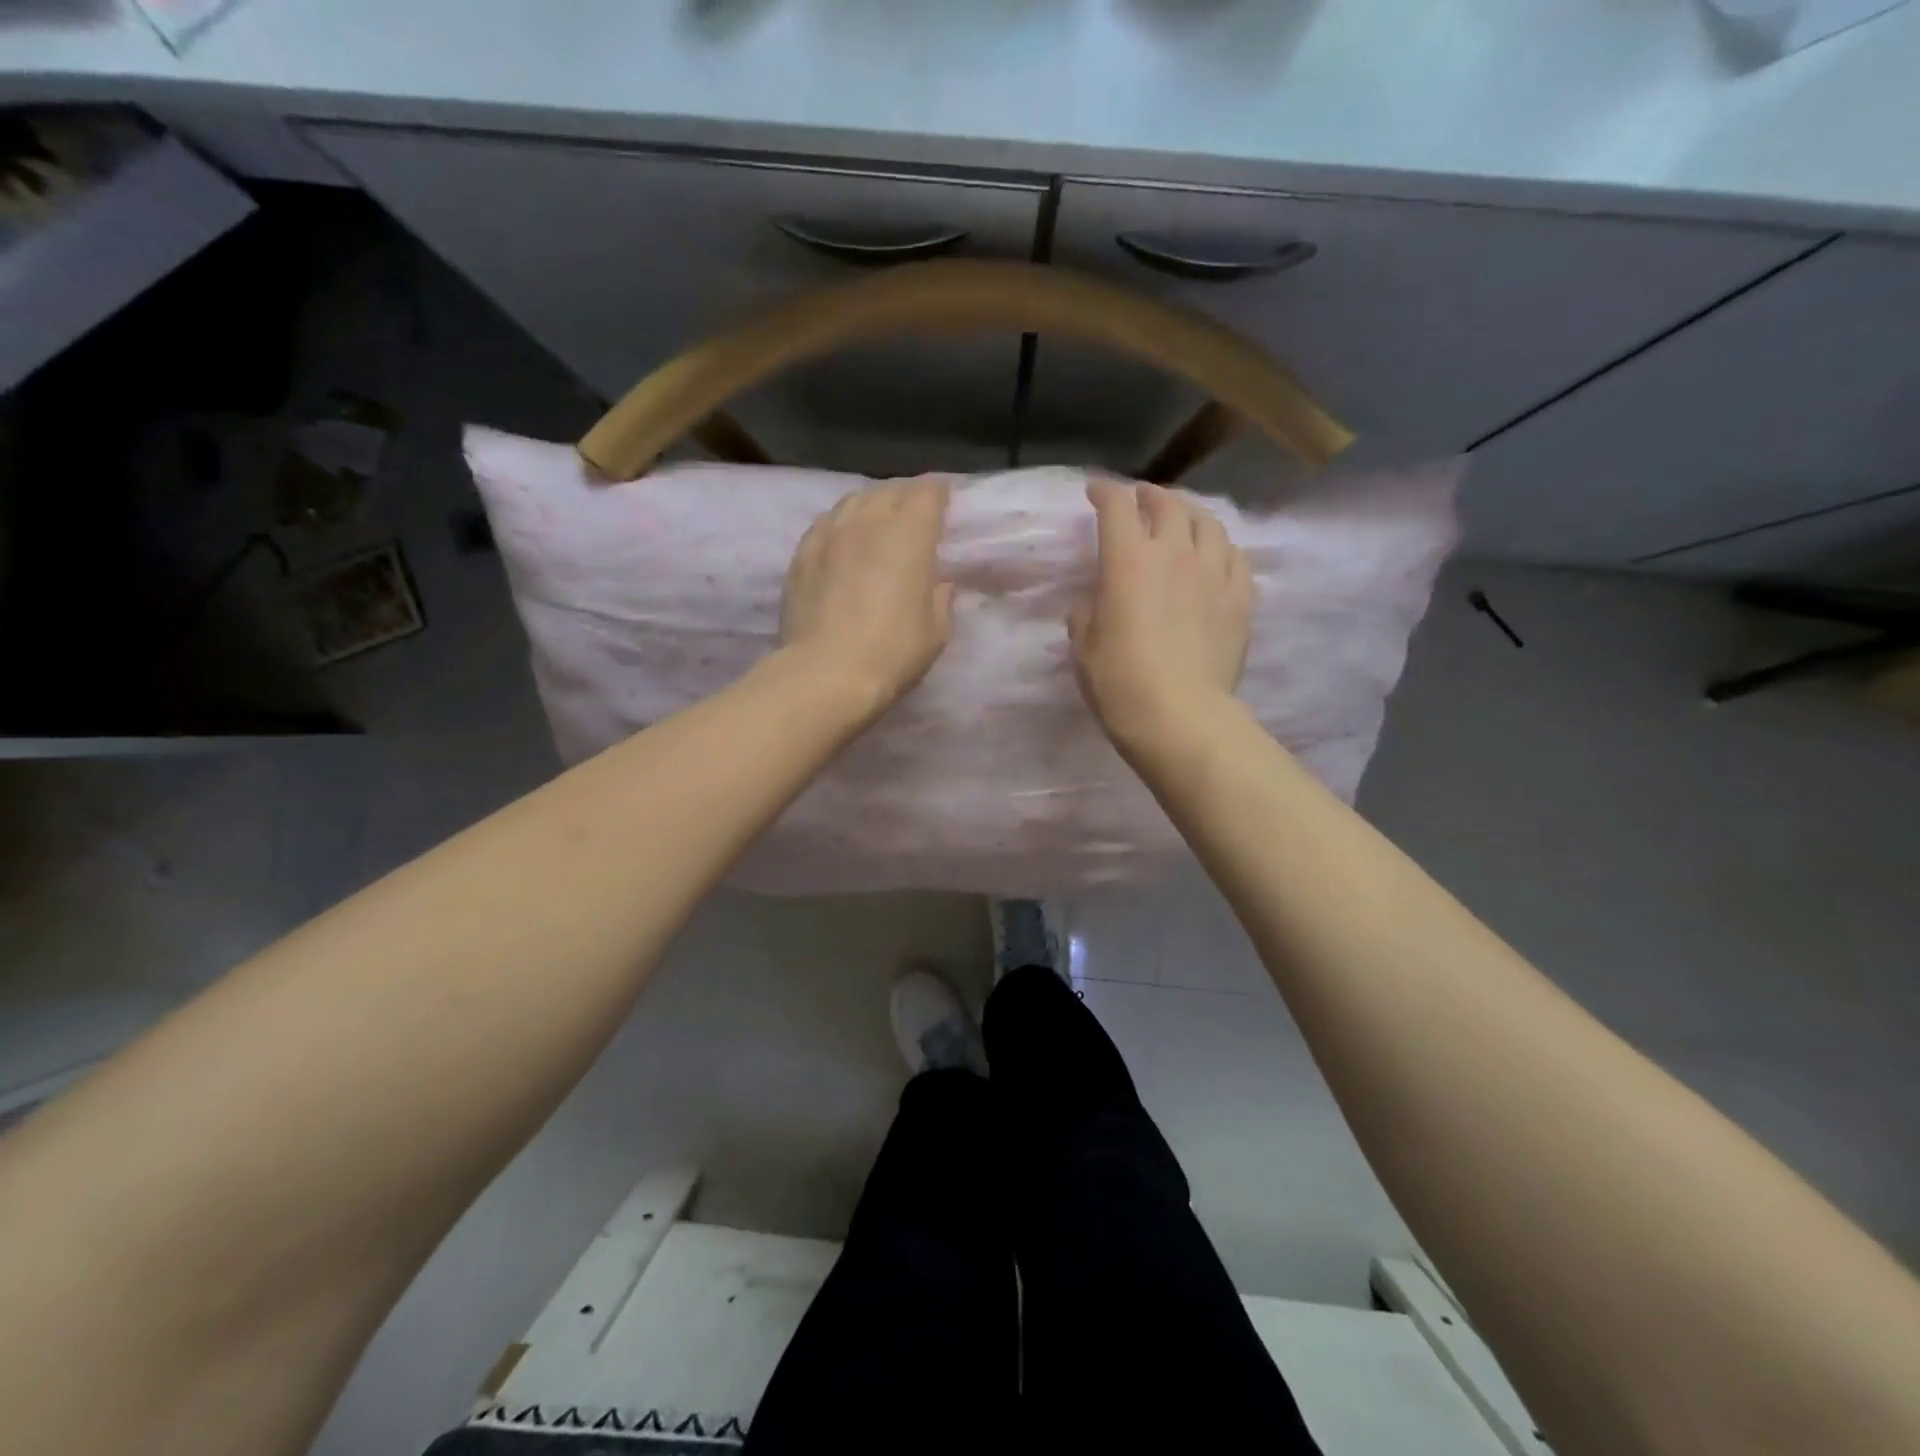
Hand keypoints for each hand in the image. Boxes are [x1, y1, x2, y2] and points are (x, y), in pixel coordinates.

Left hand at [781, 477, 955, 718]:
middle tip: (914, 519)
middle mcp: (868, 521)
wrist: (826, 674)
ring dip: (871, 507)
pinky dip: (841, 527)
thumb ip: (939, 597)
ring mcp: (829, 534)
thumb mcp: (936, 630)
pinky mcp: (801, 554)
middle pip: (889, 490)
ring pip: (853, 501)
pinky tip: (842, 544)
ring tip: (877, 526)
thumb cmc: (892, 652)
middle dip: (905, 498)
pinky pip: (826, 524)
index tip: (945, 507)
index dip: (939, 495)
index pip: (927, 492)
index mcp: (909, 533)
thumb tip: (937, 582)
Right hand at [1069, 479, 1252, 752]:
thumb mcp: (1083, 648)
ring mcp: (1214, 573)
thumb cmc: (1120, 682)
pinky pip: (1236, 556)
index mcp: (1128, 560)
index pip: (1117, 506)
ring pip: (1208, 523)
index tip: (1095, 493)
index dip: (1105, 492)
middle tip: (1140, 502)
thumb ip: (1086, 614)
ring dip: (1190, 514)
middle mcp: (1174, 553)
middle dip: (1149, 496)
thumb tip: (1094, 604)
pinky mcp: (1240, 598)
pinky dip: (1221, 548)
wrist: (1180, 716)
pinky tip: (1216, 557)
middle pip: (1167, 503)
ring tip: (1182, 521)